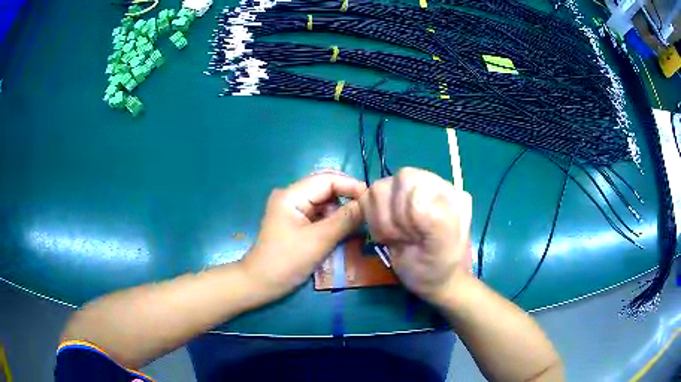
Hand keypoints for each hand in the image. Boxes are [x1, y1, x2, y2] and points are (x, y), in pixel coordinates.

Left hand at [241, 172, 365, 302]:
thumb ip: (346, 219)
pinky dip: (333, 221)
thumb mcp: (319, 240)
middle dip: (348, 198)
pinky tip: (345, 230)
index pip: (328, 180)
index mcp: (291, 194)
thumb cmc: (287, 261)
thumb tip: (370, 203)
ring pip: (325, 202)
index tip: (374, 200)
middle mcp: (291, 196)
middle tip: (370, 212)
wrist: (261, 284)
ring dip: (342, 211)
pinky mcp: (296, 222)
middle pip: (326, 189)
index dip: (352, 186)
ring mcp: (293, 209)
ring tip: (360, 223)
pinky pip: (319, 215)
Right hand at [359, 168, 471, 304]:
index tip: (416, 236)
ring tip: (399, 238)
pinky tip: (390, 235)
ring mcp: (407, 191)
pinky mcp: (390, 201)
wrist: (430, 278)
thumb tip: (417, 198)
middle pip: (389, 183)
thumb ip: (438, 223)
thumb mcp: (444, 251)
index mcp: (445, 190)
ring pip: (375, 191)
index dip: (403, 210)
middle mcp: (426, 183)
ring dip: (382, 222)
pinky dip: (373, 222)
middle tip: (407, 238)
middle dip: (393, 218)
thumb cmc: (439, 266)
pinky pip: (367, 200)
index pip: (408, 180)